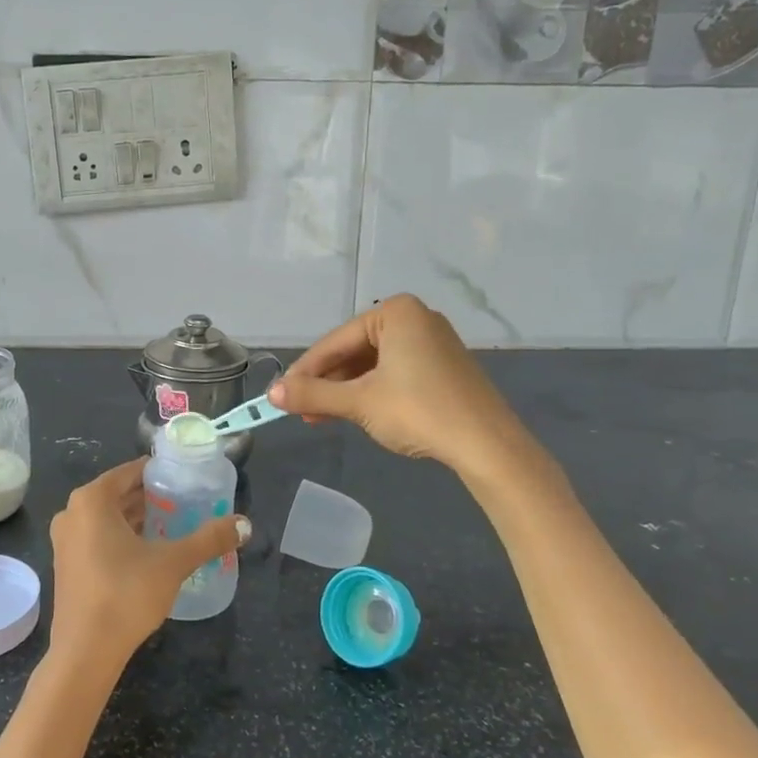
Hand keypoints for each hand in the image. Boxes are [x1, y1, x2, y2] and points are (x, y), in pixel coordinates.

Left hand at [47, 460, 248, 672]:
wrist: (86, 651)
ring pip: (106, 517)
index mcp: (92, 500)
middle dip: (150, 497)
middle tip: (184, 501)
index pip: (130, 472)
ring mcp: (64, 541)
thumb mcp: (173, 562)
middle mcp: (72, 513)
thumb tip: (245, 524)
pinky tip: (148, 551)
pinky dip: (120, 537)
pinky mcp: (66, 565)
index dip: (159, 474)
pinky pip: (97, 537)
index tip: (185, 479)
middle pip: (117, 494)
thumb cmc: (126, 593)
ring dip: (136, 519)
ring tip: (172, 524)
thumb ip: (209, 539)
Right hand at [270, 294, 535, 475]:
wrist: (487, 445)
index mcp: (395, 312)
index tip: (280, 394)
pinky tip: (356, 413)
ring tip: (323, 417)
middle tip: (302, 410)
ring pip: (374, 364)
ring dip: (346, 390)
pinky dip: (372, 391)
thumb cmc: (418, 411)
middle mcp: (416, 317)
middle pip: (355, 350)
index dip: (304, 370)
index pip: (336, 341)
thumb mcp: (358, 402)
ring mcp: (433, 341)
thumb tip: (271, 394)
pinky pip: (395, 372)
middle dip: (326, 382)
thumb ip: (313, 394)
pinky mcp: (444, 366)